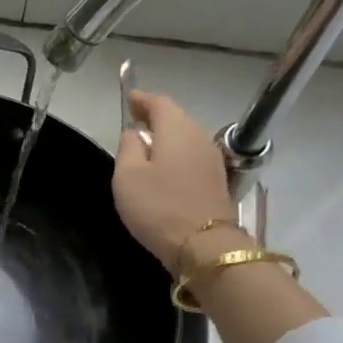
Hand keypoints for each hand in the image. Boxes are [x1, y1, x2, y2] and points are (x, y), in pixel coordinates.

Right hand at [113, 92, 239, 271]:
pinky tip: (164, 168)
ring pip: (185, 138)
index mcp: (176, 130)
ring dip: (166, 137)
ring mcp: (211, 159)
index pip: (160, 103)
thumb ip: (128, 148)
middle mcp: (199, 137)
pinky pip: (191, 156)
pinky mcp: (215, 180)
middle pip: (177, 118)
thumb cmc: (157, 207)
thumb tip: (135, 133)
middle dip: (156, 117)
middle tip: (135, 120)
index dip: (142, 99)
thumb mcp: (127, 176)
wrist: (203, 244)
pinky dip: (176, 154)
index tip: (129, 98)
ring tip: (146, 145)